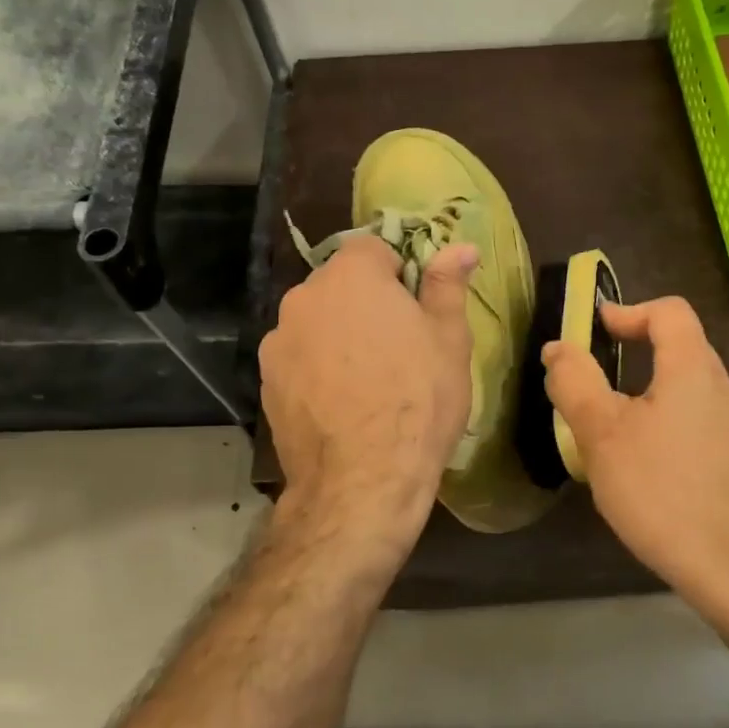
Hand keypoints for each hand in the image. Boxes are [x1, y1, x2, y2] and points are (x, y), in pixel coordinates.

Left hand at [260, 234, 476, 541]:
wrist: (362, 481)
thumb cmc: (418, 401)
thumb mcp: (449, 341)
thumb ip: (448, 285)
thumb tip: (462, 246)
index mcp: (352, 276)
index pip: (373, 248)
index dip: (398, 273)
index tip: (415, 310)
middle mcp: (305, 298)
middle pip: (340, 285)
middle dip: (366, 304)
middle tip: (397, 347)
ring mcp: (278, 341)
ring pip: (317, 322)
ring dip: (339, 336)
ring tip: (367, 382)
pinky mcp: (267, 381)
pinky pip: (299, 358)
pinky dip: (317, 369)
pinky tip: (341, 405)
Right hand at [542, 296, 728, 592]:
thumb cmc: (663, 491)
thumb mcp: (603, 435)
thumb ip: (575, 383)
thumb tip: (558, 348)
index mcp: (694, 370)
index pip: (670, 312)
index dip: (631, 311)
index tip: (599, 329)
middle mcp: (727, 390)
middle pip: (683, 352)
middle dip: (639, 358)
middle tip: (599, 388)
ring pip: (693, 396)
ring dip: (655, 400)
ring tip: (620, 438)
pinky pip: (704, 430)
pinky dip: (674, 433)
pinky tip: (654, 476)